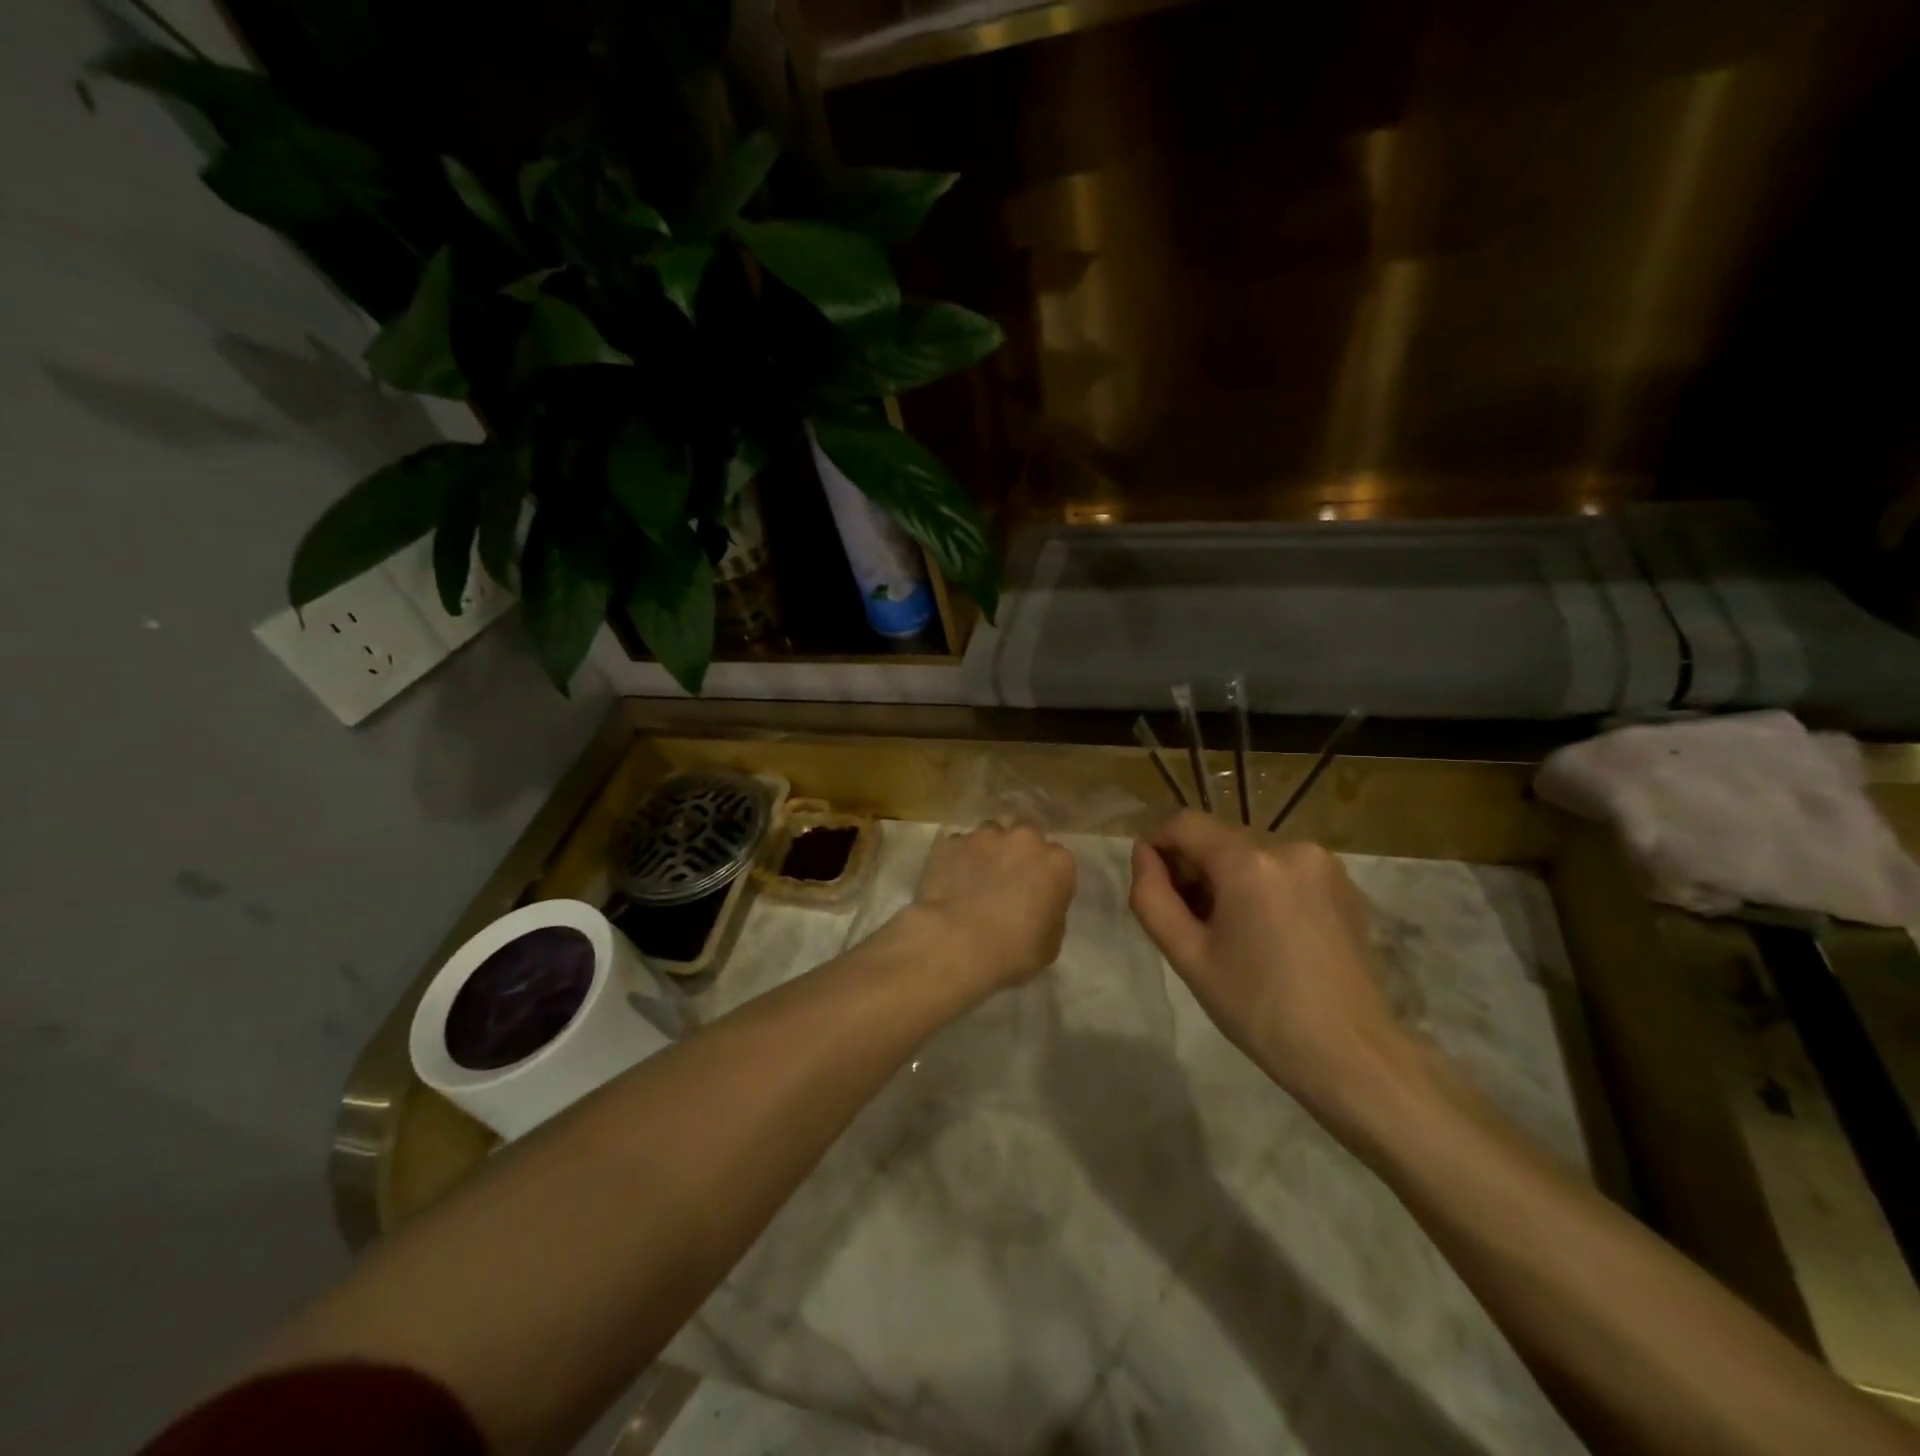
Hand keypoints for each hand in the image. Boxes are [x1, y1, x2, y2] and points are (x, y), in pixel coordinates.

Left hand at [910, 824, 1077, 990]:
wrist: (957, 943)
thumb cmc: (1014, 951)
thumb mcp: (1050, 943)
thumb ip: (1050, 913)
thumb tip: (1038, 906)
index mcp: (1057, 863)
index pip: (1060, 861)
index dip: (1048, 878)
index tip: (1039, 896)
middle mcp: (1024, 839)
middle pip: (1025, 838)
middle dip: (1019, 854)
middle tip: (1007, 882)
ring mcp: (985, 836)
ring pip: (990, 836)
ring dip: (988, 852)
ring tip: (974, 880)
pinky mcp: (951, 842)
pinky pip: (959, 847)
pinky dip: (957, 860)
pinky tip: (949, 882)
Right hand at [1128, 810, 1420, 1111]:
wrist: (1352, 1056)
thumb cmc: (1258, 1009)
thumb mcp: (1188, 956)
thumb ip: (1152, 896)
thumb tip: (1144, 855)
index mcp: (1249, 862)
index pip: (1184, 823)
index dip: (1157, 845)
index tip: (1153, 886)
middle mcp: (1290, 846)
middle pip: (1219, 838)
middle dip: (1194, 868)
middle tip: (1189, 923)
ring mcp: (1323, 862)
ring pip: (1250, 854)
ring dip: (1228, 879)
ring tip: (1230, 933)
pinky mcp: (1344, 883)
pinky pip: (1283, 869)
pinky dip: (1262, 887)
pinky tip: (1267, 934)